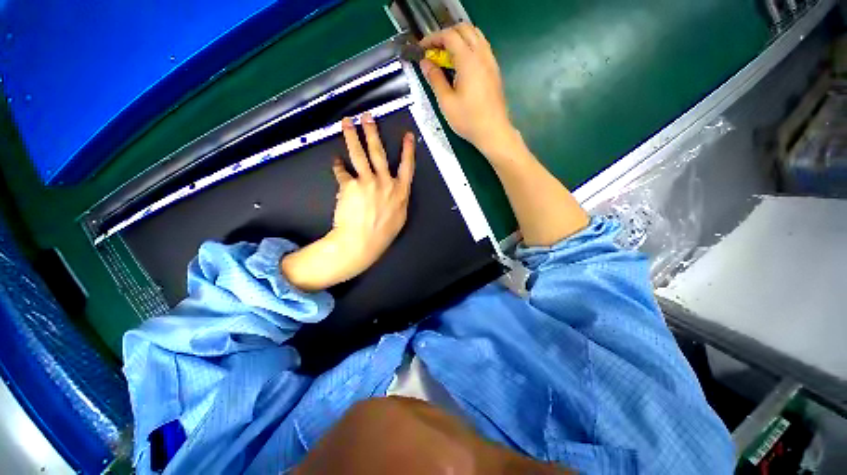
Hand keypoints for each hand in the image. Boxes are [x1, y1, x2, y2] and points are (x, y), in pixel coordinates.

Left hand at [281, 113, 415, 291]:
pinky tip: (336, 162)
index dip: (408, 150)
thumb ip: (399, 199)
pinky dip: (338, 166)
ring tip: (347, 123)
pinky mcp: (349, 185)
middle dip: (373, 132)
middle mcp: (385, 182)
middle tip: (368, 117)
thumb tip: (395, 189)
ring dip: (352, 136)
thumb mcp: (399, 217)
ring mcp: (367, 182)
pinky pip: (342, 172)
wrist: (362, 242)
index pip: (407, 166)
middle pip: (379, 152)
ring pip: (359, 154)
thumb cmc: (383, 233)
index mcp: (400, 191)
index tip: (408, 135)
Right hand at [419, 24, 519, 158]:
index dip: (433, 38)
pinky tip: (461, 65)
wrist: (493, 131)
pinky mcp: (494, 70)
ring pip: (475, 36)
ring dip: (459, 39)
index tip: (422, 49)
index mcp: (468, 61)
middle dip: (446, 35)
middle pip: (464, 29)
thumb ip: (435, 79)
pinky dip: (469, 47)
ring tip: (446, 56)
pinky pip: (482, 47)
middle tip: (434, 50)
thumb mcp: (446, 102)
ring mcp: (491, 62)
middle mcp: (482, 55)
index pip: (450, 36)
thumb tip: (425, 63)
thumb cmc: (468, 120)